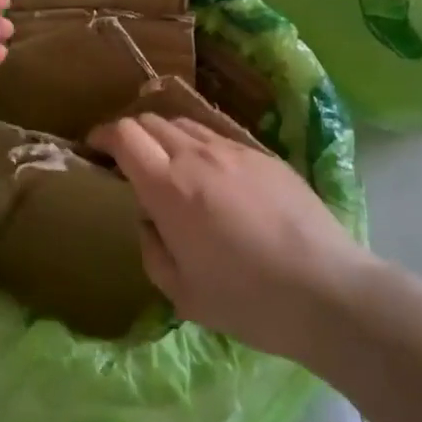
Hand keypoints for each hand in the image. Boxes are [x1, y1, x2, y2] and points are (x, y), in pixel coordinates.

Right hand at [89, 113, 373, 360]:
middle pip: (151, 121)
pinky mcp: (264, 156)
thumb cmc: (247, 300)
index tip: (94, 146)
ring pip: (185, 124)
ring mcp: (233, 150)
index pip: (124, 134)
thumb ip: (152, 248)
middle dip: (131, 134)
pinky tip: (213, 176)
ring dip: (165, 137)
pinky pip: (219, 137)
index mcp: (168, 187)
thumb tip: (149, 219)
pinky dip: (200, 146)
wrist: (328, 291)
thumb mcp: (182, 293)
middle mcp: (196, 156)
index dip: (102, 134)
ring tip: (169, 164)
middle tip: (128, 159)